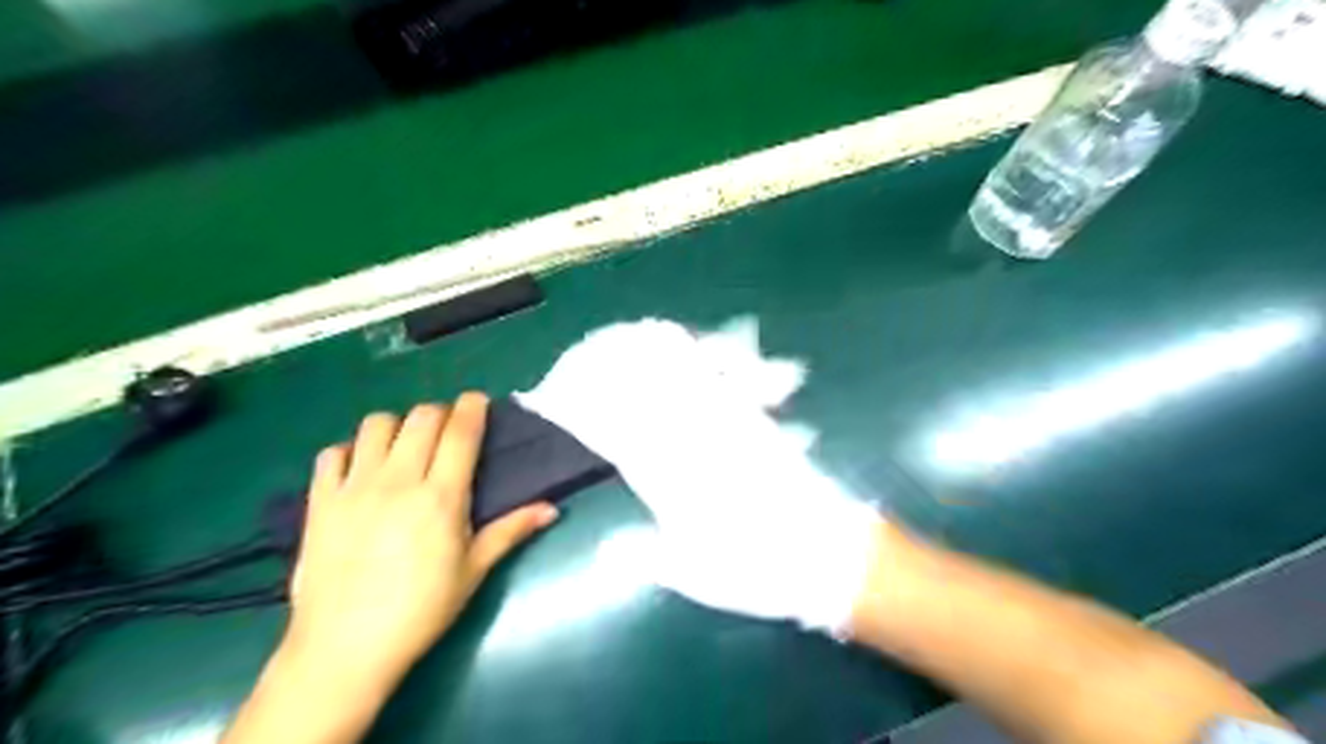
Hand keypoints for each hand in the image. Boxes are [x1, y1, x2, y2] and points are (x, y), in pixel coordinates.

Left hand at [285, 394, 556, 685]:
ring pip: (376, 425)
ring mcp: (354, 487)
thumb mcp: (473, 571)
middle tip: (448, 430)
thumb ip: (511, 531)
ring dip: (397, 425)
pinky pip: (332, 454)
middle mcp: (399, 480)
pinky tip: (361, 468)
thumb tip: (552, 509)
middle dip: (440, 413)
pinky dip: (350, 450)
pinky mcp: (320, 501)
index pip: (460, 432)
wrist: (344, 648)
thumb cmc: (421, 610)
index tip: (479, 401)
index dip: (473, 407)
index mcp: (441, 496)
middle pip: (421, 418)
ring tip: (405, 445)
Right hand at [518, 317, 878, 633]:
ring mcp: (728, 418)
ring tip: (620, 337)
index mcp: (670, 474)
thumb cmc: (760, 567)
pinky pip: (723, 371)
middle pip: (640, 386)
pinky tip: (687, 339)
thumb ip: (646, 555)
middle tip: (576, 359)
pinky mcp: (756, 414)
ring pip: (678, 370)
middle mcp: (695, 436)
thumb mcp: (696, 574)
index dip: (576, 407)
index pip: (610, 427)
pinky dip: (698, 350)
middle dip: (602, 366)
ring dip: (645, 349)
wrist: (830, 552)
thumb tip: (604, 549)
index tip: (550, 396)